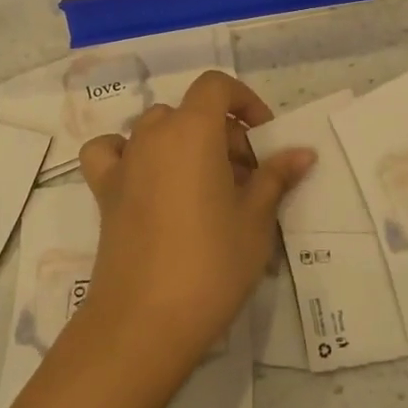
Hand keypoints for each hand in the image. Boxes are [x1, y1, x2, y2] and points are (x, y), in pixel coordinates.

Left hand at [77, 71, 313, 376]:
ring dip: (185, 143)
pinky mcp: (104, 192)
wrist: (145, 322)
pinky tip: (146, 179)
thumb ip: (276, 177)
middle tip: (246, 179)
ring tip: (206, 186)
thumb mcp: (256, 220)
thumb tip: (303, 152)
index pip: (216, 86)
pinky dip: (128, 154)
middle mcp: (153, 135)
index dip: (244, 101)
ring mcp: (124, 162)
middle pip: (191, 112)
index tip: (263, 137)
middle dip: (223, 134)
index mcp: (192, 130)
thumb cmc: (211, 263)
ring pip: (157, 129)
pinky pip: (111, 152)